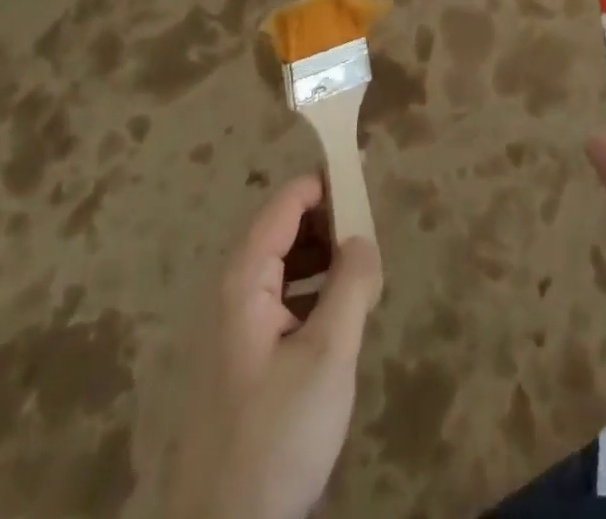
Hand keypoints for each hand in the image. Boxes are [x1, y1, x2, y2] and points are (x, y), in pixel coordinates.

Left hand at [173, 174, 382, 518]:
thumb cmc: (277, 435)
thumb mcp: (327, 356)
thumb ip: (351, 285)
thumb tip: (363, 237)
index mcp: (244, 280)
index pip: (285, 204)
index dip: (324, 181)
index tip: (364, 170)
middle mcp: (233, 293)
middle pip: (283, 230)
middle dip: (329, 222)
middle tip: (372, 230)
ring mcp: (235, 328)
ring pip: (285, 266)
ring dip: (324, 257)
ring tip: (363, 270)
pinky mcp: (244, 359)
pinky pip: (283, 300)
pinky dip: (314, 291)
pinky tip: (341, 314)